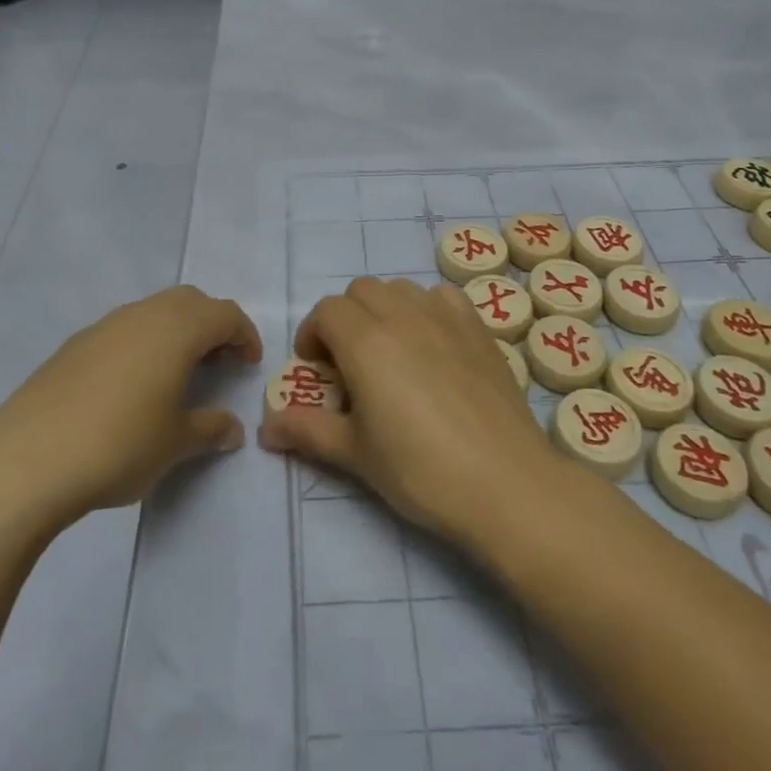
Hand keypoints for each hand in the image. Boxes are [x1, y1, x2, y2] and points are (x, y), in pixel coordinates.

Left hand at [0, 285, 261, 531]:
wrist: (25, 462)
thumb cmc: (119, 445)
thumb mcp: (175, 443)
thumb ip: (210, 429)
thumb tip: (232, 429)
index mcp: (177, 329)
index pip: (225, 313)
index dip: (244, 335)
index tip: (249, 364)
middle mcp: (142, 315)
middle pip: (189, 302)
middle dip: (211, 325)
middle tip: (218, 363)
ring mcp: (103, 327)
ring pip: (153, 312)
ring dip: (175, 333)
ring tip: (176, 376)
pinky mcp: (72, 347)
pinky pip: (122, 331)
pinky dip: (141, 345)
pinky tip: (130, 388)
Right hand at [260, 277, 558, 551]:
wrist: (505, 482)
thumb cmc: (421, 470)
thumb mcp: (355, 454)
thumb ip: (307, 431)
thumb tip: (266, 428)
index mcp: (366, 341)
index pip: (327, 311)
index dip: (313, 334)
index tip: (316, 369)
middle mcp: (403, 315)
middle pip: (360, 290)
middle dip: (345, 318)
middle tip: (349, 363)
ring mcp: (445, 317)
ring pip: (400, 288)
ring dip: (384, 309)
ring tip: (390, 352)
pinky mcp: (479, 327)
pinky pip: (442, 296)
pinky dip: (426, 307)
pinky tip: (433, 344)